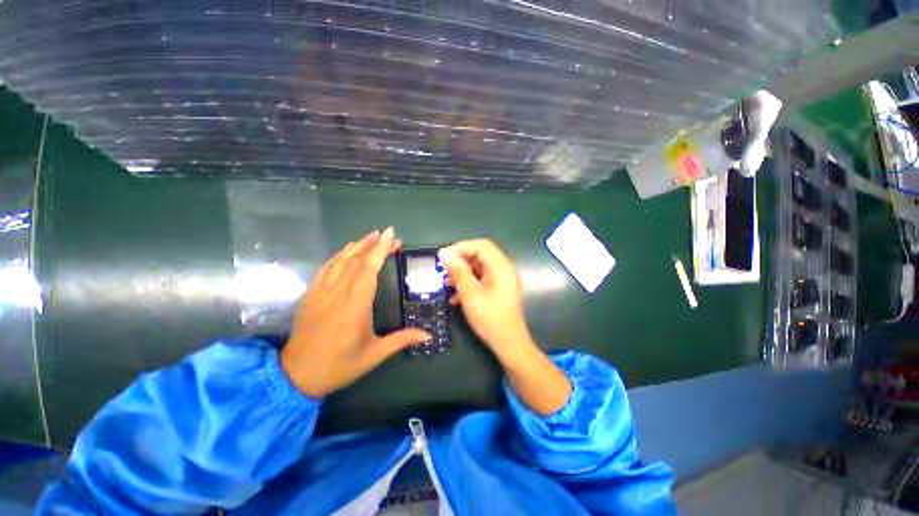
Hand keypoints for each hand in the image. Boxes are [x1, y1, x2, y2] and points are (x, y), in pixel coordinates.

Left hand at [281, 228, 428, 397]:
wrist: (296, 375)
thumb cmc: (339, 365)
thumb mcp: (374, 355)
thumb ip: (401, 340)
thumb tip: (428, 335)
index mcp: (355, 306)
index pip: (368, 269)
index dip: (380, 250)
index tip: (390, 234)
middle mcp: (337, 294)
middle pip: (356, 260)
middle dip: (374, 245)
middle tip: (390, 236)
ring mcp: (320, 292)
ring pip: (340, 260)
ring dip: (357, 246)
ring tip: (371, 236)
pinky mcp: (310, 294)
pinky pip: (326, 268)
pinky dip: (339, 256)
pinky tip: (347, 251)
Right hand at [438, 239, 533, 362]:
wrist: (509, 344)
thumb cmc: (490, 318)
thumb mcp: (470, 294)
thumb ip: (457, 271)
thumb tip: (444, 253)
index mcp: (500, 266)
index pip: (480, 245)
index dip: (460, 247)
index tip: (443, 257)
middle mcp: (503, 268)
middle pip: (479, 255)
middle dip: (460, 262)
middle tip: (443, 271)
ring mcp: (502, 279)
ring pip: (478, 267)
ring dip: (462, 273)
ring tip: (447, 284)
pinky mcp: (498, 289)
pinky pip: (481, 279)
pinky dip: (468, 283)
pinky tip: (456, 296)